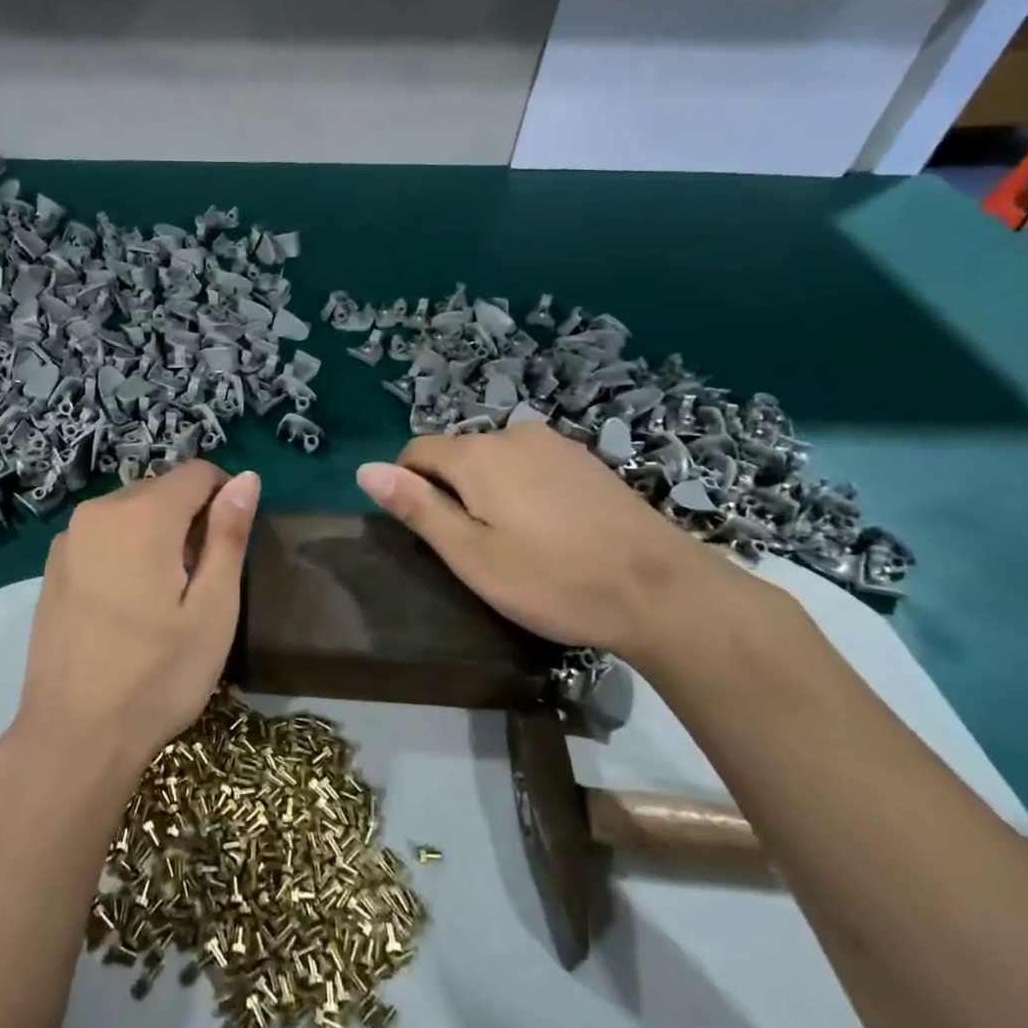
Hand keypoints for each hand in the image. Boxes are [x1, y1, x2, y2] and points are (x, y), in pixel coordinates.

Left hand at [17, 462, 260, 779]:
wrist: (73, 735)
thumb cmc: (157, 676)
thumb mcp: (213, 609)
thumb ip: (229, 535)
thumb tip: (246, 478)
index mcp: (143, 514)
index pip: (196, 472)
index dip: (225, 495)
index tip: (232, 542)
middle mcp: (99, 510)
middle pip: (161, 489)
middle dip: (190, 517)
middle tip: (202, 579)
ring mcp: (69, 537)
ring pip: (131, 510)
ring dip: (158, 532)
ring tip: (167, 594)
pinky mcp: (53, 565)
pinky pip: (103, 534)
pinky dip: (126, 548)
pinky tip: (129, 601)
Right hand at [356, 424, 751, 662]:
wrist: (662, 592)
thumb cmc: (553, 579)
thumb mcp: (470, 554)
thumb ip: (416, 507)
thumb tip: (364, 469)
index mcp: (478, 454)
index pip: (416, 452)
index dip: (410, 489)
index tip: (432, 534)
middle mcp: (514, 434)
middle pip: (458, 455)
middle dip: (453, 491)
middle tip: (477, 548)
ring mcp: (557, 445)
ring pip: (497, 461)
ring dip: (490, 492)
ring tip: (517, 543)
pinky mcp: (589, 462)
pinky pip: (533, 467)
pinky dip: (525, 491)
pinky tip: (552, 531)